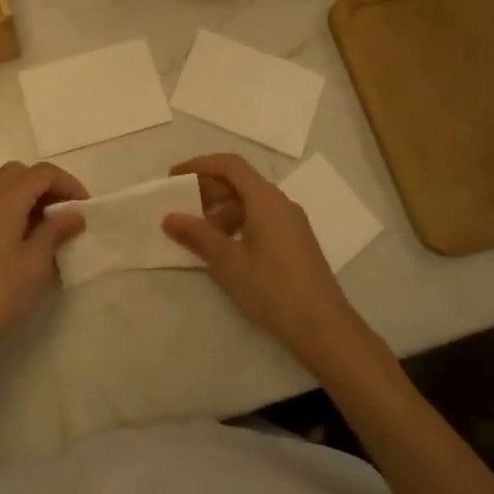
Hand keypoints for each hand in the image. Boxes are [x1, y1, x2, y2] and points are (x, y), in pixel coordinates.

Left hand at [0, 161, 88, 368]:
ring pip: (9, 188)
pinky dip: (20, 211)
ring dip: (34, 198)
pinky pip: (0, 206)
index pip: (42, 173)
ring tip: (55, 228)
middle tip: (68, 211)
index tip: (86, 207)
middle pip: (22, 173)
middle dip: (48, 185)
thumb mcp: (36, 262)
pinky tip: (33, 241)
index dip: (68, 183)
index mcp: (5, 199)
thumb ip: (56, 231)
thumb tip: (74, 213)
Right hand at [163, 153, 366, 369]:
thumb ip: (197, 235)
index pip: (229, 165)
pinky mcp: (294, 243)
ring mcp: (291, 223)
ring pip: (250, 203)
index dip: (199, 165)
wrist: (324, 328)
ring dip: (221, 210)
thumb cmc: (272, 288)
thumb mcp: (228, 262)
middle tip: (180, 206)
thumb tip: (169, 217)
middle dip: (207, 189)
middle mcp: (280, 203)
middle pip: (240, 182)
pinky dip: (237, 224)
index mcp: (265, 199)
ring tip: (198, 234)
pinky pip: (260, 220)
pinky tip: (224, 249)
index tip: (174, 178)